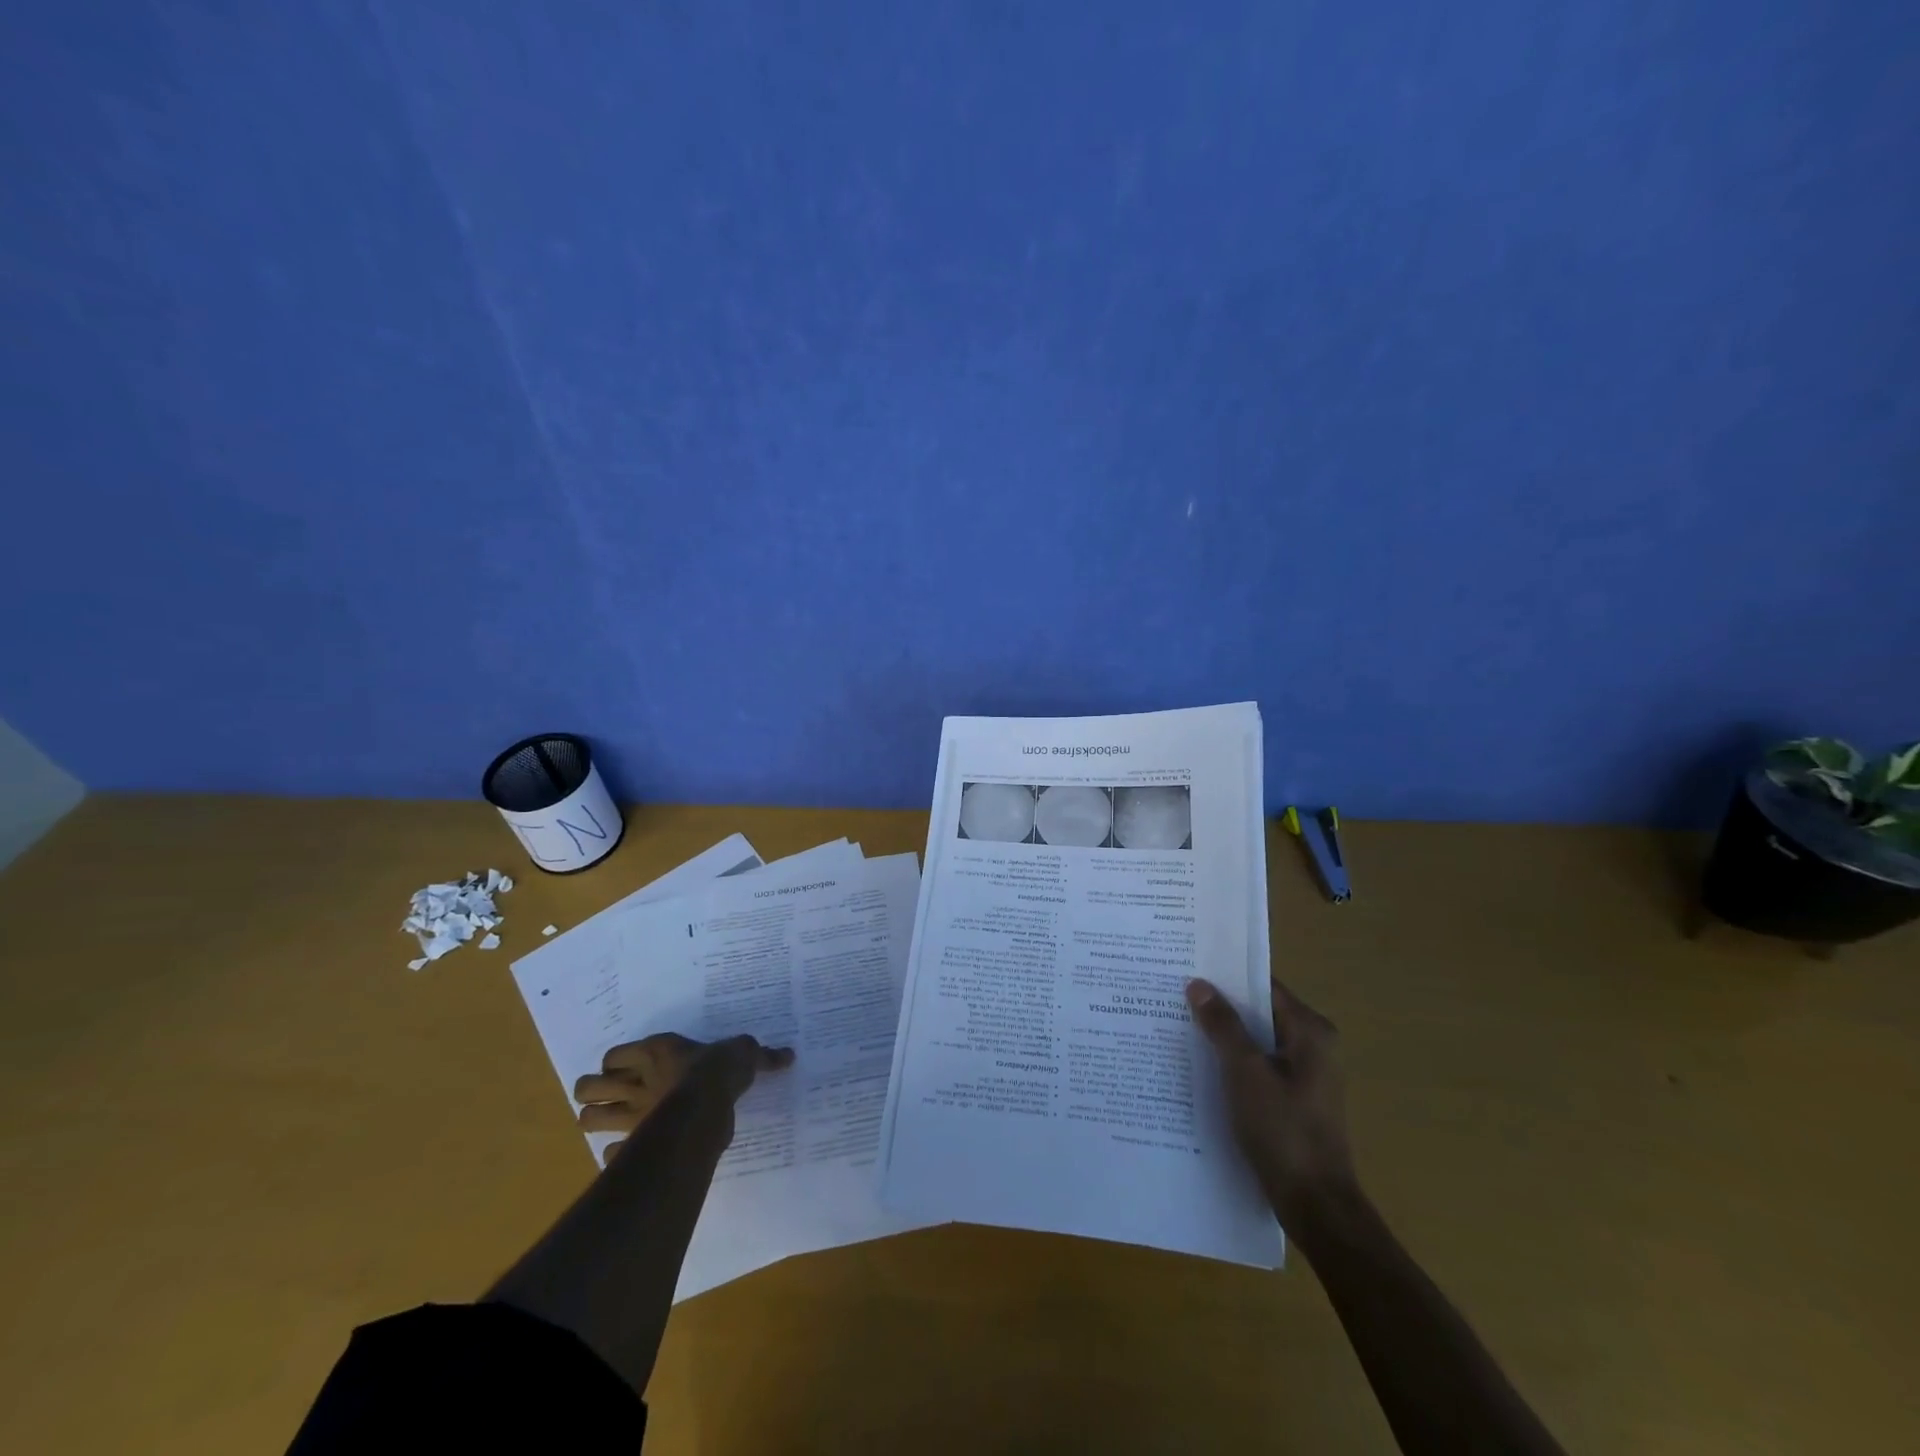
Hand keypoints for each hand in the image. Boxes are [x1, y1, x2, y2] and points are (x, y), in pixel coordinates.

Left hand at [573, 1033, 794, 1161]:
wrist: (708, 1106)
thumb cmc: (720, 1071)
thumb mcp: (744, 1053)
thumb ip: (760, 1055)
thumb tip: (789, 1056)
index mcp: (655, 1052)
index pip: (613, 1055)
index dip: (615, 1062)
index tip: (629, 1067)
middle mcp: (634, 1082)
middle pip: (587, 1088)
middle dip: (591, 1093)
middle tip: (611, 1096)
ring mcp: (630, 1116)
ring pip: (586, 1119)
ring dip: (593, 1120)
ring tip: (608, 1122)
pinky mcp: (632, 1145)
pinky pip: (609, 1154)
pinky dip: (614, 1155)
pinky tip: (628, 1152)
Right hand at [1186, 977, 1357, 1231]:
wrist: (1315, 1205)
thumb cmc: (1283, 1130)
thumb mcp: (1245, 1072)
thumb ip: (1222, 1025)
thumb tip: (1199, 984)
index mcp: (1310, 1031)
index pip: (1263, 986)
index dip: (1226, 976)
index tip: (1188, 966)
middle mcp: (1313, 1046)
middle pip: (1259, 1012)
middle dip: (1220, 1006)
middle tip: (1174, 994)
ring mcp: (1305, 1075)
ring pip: (1256, 1041)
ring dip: (1223, 1035)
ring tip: (1177, 1024)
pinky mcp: (1294, 1100)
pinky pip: (1258, 1066)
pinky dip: (1232, 1062)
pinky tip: (1199, 1065)